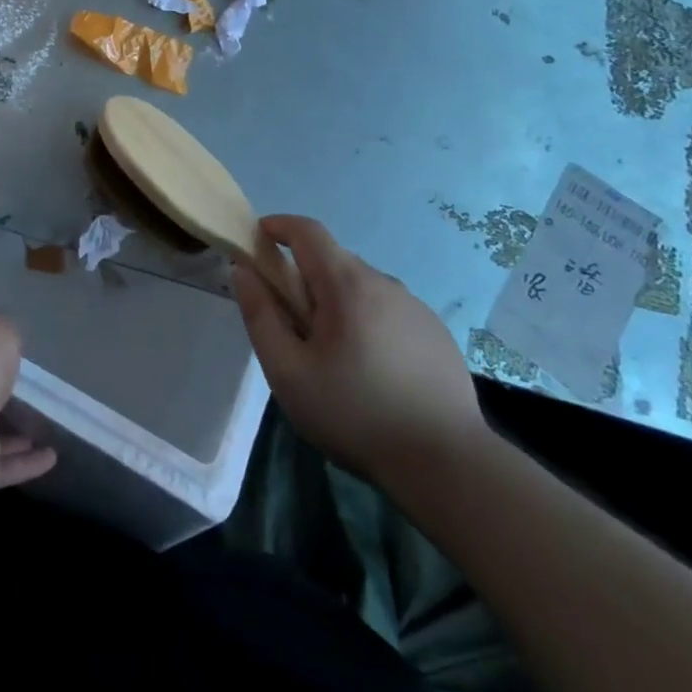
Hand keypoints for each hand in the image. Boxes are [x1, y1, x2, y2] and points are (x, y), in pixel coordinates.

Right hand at [233, 216, 490, 493]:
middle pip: (334, 260)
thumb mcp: (288, 372)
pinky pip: (389, 311)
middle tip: (290, 322)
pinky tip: (372, 369)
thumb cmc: (355, 415)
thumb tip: (243, 270)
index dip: (278, 226)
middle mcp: (384, 283)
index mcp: (347, 284)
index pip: (308, 231)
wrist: (447, 465)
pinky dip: (367, 321)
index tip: (258, 239)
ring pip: (362, 288)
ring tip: (332, 355)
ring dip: (338, 302)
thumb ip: (260, 315)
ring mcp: (416, 307)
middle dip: (304, 276)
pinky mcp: (437, 333)